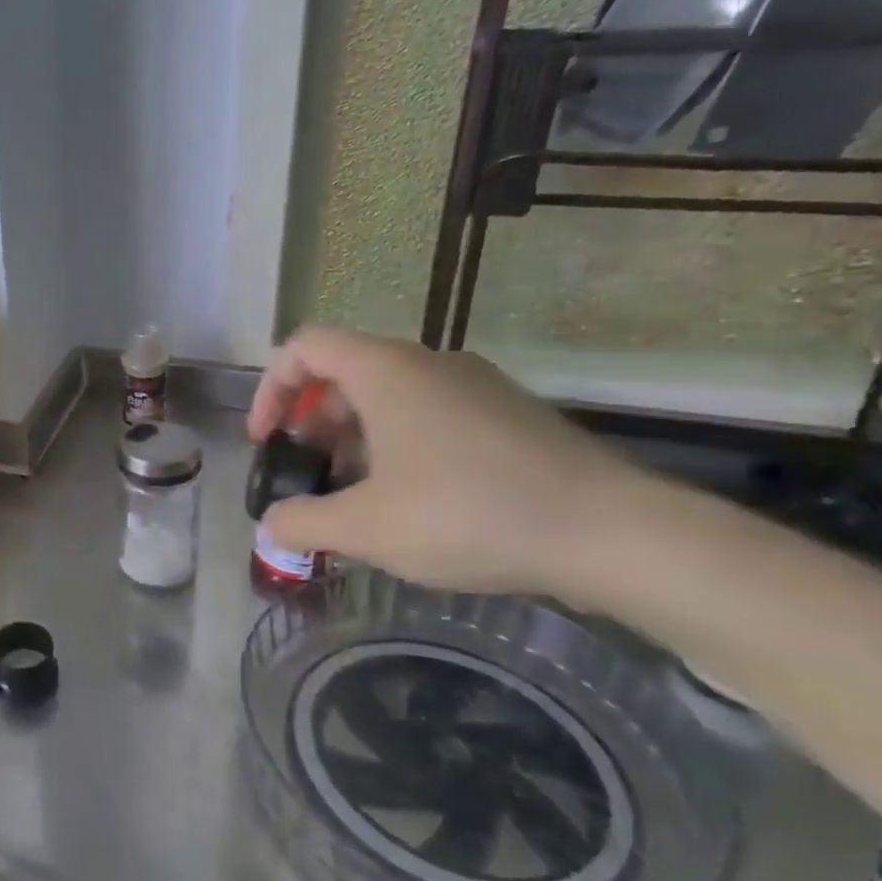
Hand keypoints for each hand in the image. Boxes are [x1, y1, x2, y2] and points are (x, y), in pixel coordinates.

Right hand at [248, 327, 640, 596]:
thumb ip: (303, 523)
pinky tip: (412, 502)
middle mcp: (427, 362)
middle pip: (343, 371)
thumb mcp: (367, 528)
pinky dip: (399, 444)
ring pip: (389, 395)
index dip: (271, 389)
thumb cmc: (468, 513)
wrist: (613, 533)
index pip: (303, 347)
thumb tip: (271, 526)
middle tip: (310, 473)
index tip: (268, 440)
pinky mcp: (507, 414)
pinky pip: (430, 413)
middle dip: (312, 421)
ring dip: (354, 437)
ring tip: (357, 497)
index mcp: (384, 371)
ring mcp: (474, 385)